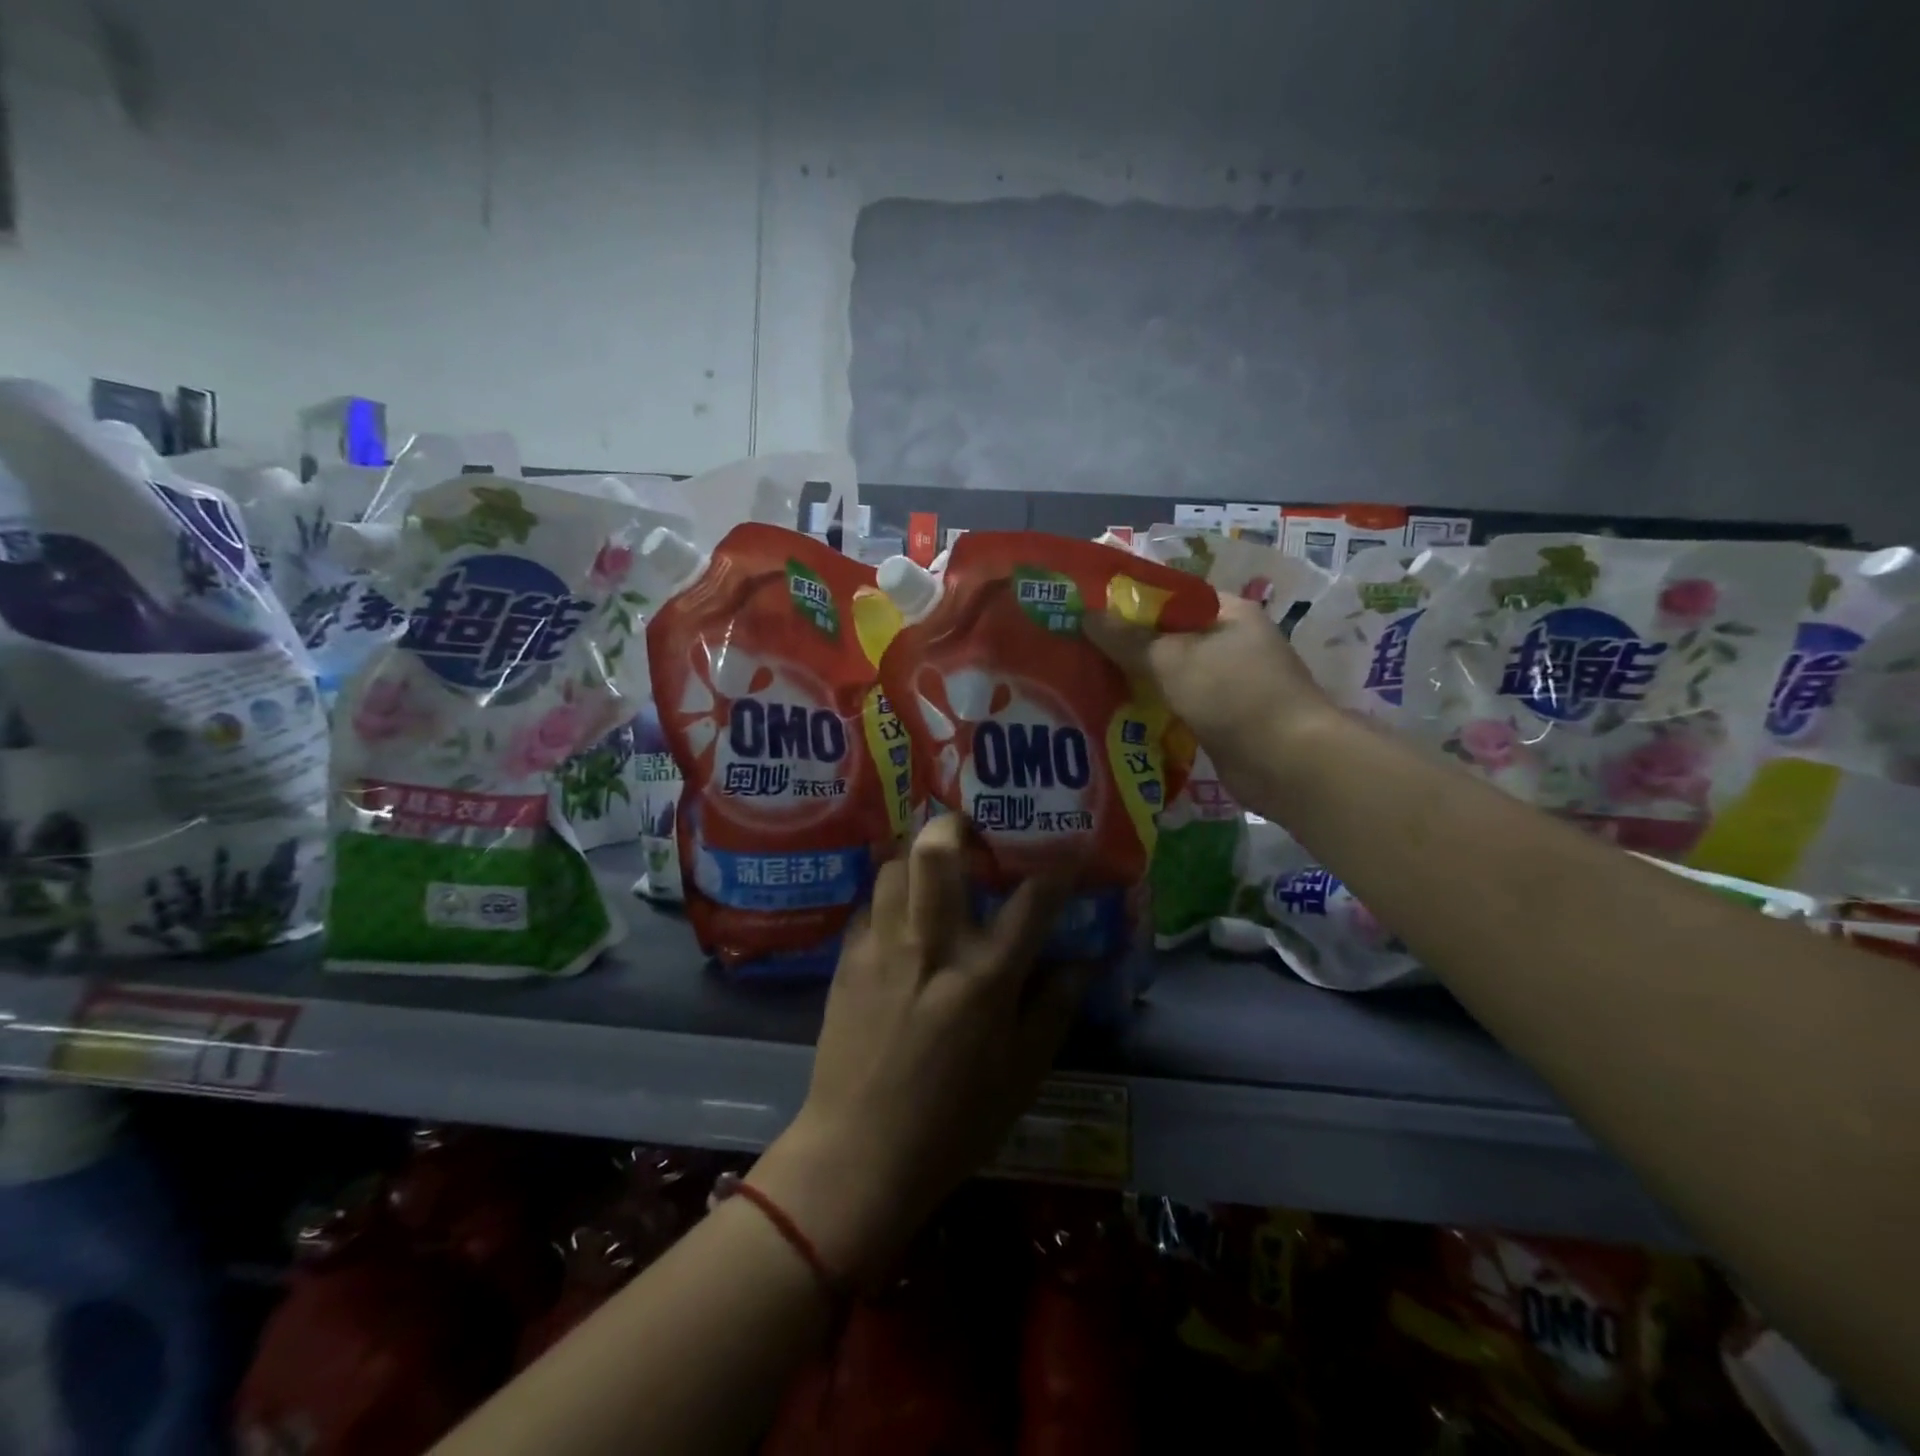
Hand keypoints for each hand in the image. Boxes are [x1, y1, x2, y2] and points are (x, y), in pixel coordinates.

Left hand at [749, 816, 1089, 1282]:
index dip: (1054, 867)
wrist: (860, 1153)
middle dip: (956, 826)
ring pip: (895, 866)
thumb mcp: (1022, 1073)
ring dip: (917, 860)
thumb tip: (1084, 962)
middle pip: (938, 852)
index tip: (1064, 850)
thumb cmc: (953, 1121)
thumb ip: (1054, 1008)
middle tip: (972, 835)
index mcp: (986, 976)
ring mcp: (883, 948)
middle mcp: (933, 945)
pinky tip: (899, 919)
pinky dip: (889, 899)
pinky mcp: (847, 960)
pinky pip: (869, 905)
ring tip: (933, 875)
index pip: (1031, 899)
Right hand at [1085, 590, 1338, 806]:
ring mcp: (1228, 683)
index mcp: (1228, 612)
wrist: (1287, 762)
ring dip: (1136, 681)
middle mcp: (1231, 642)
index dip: (1129, 603)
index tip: (1087, 614)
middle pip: (1168, 637)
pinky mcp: (1222, 719)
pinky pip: (1178, 705)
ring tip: (1087, 682)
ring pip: (1170, 674)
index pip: (1170, 597)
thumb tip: (1086, 614)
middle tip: (1078, 651)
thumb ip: (1127, 638)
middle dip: (1126, 646)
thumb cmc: (1232, 694)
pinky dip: (1152, 708)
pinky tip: (1116, 715)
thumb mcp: (1172, 659)